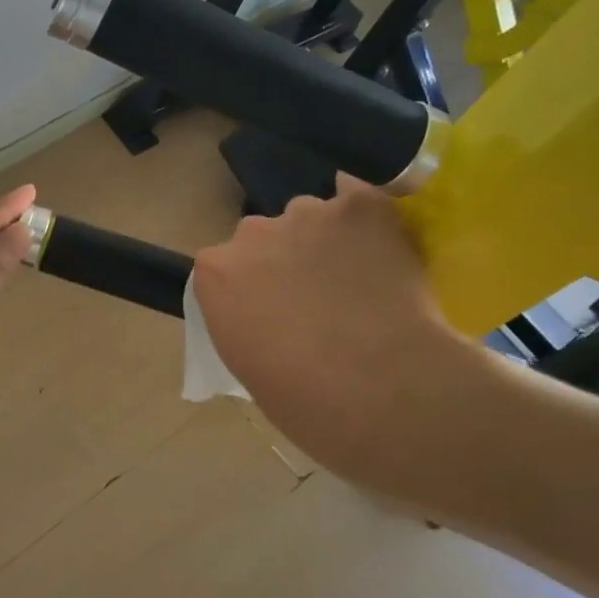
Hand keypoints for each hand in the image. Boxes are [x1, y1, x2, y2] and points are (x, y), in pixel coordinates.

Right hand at [192, 181, 481, 472]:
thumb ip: (247, 319)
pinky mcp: (362, 207)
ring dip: (326, 240)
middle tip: (317, 298)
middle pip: (264, 236)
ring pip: (311, 218)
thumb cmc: (306, 401)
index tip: (272, 311)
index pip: (224, 266)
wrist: (381, 388)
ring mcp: (308, 215)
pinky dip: (365, 217)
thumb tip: (271, 313)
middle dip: (284, 259)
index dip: (251, 287)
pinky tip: (379, 240)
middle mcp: (252, 233)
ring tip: (361, 278)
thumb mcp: (249, 363)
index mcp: (216, 273)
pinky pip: (358, 197)